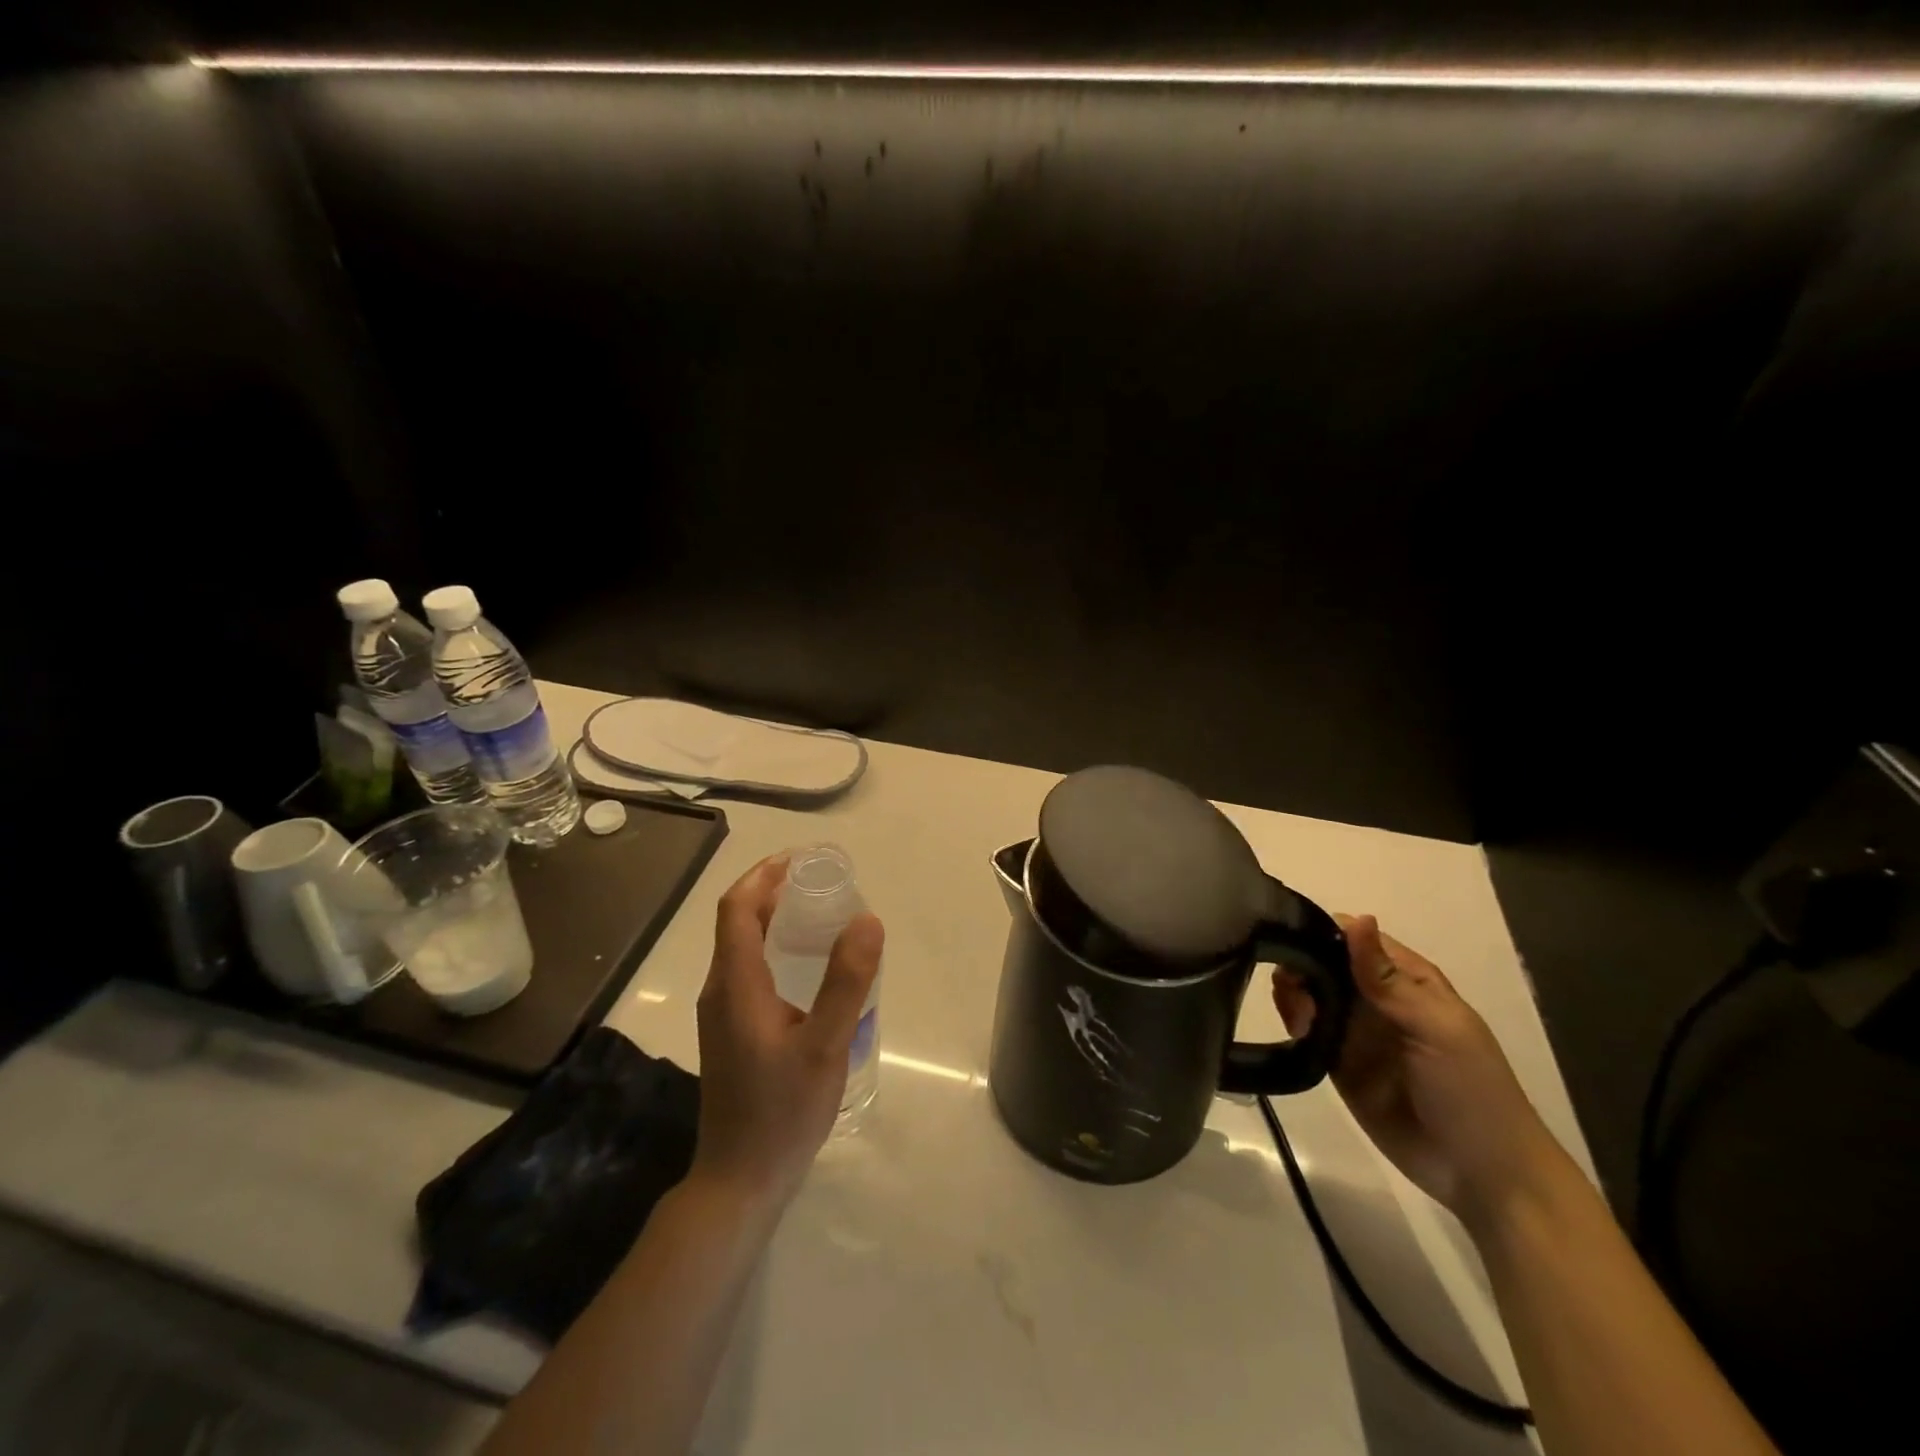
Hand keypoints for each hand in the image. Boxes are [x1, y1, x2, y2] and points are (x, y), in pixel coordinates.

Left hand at [692, 855, 884, 1211]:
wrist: (740, 1180)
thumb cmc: (782, 1112)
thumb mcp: (825, 1045)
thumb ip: (846, 981)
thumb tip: (867, 918)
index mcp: (735, 984)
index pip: (737, 907)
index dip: (764, 874)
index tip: (803, 859)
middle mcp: (720, 990)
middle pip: (737, 921)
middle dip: (773, 889)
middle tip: (822, 881)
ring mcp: (722, 1013)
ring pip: (741, 945)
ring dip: (773, 917)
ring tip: (820, 911)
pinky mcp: (731, 1031)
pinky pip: (748, 969)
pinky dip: (774, 946)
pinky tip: (809, 966)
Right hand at [1273, 914, 1567, 1228]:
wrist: (1481, 1174)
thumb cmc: (1470, 1090)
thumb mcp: (1436, 1027)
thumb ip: (1387, 978)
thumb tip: (1357, 917)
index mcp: (1406, 978)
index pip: (1353, 937)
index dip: (1321, 931)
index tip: (1291, 936)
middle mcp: (1375, 997)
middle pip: (1323, 961)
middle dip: (1300, 963)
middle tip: (1295, 987)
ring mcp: (1355, 1030)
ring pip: (1309, 992)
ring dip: (1294, 993)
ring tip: (1299, 1016)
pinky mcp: (1337, 1061)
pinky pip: (1305, 1029)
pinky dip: (1292, 1022)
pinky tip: (1296, 1031)